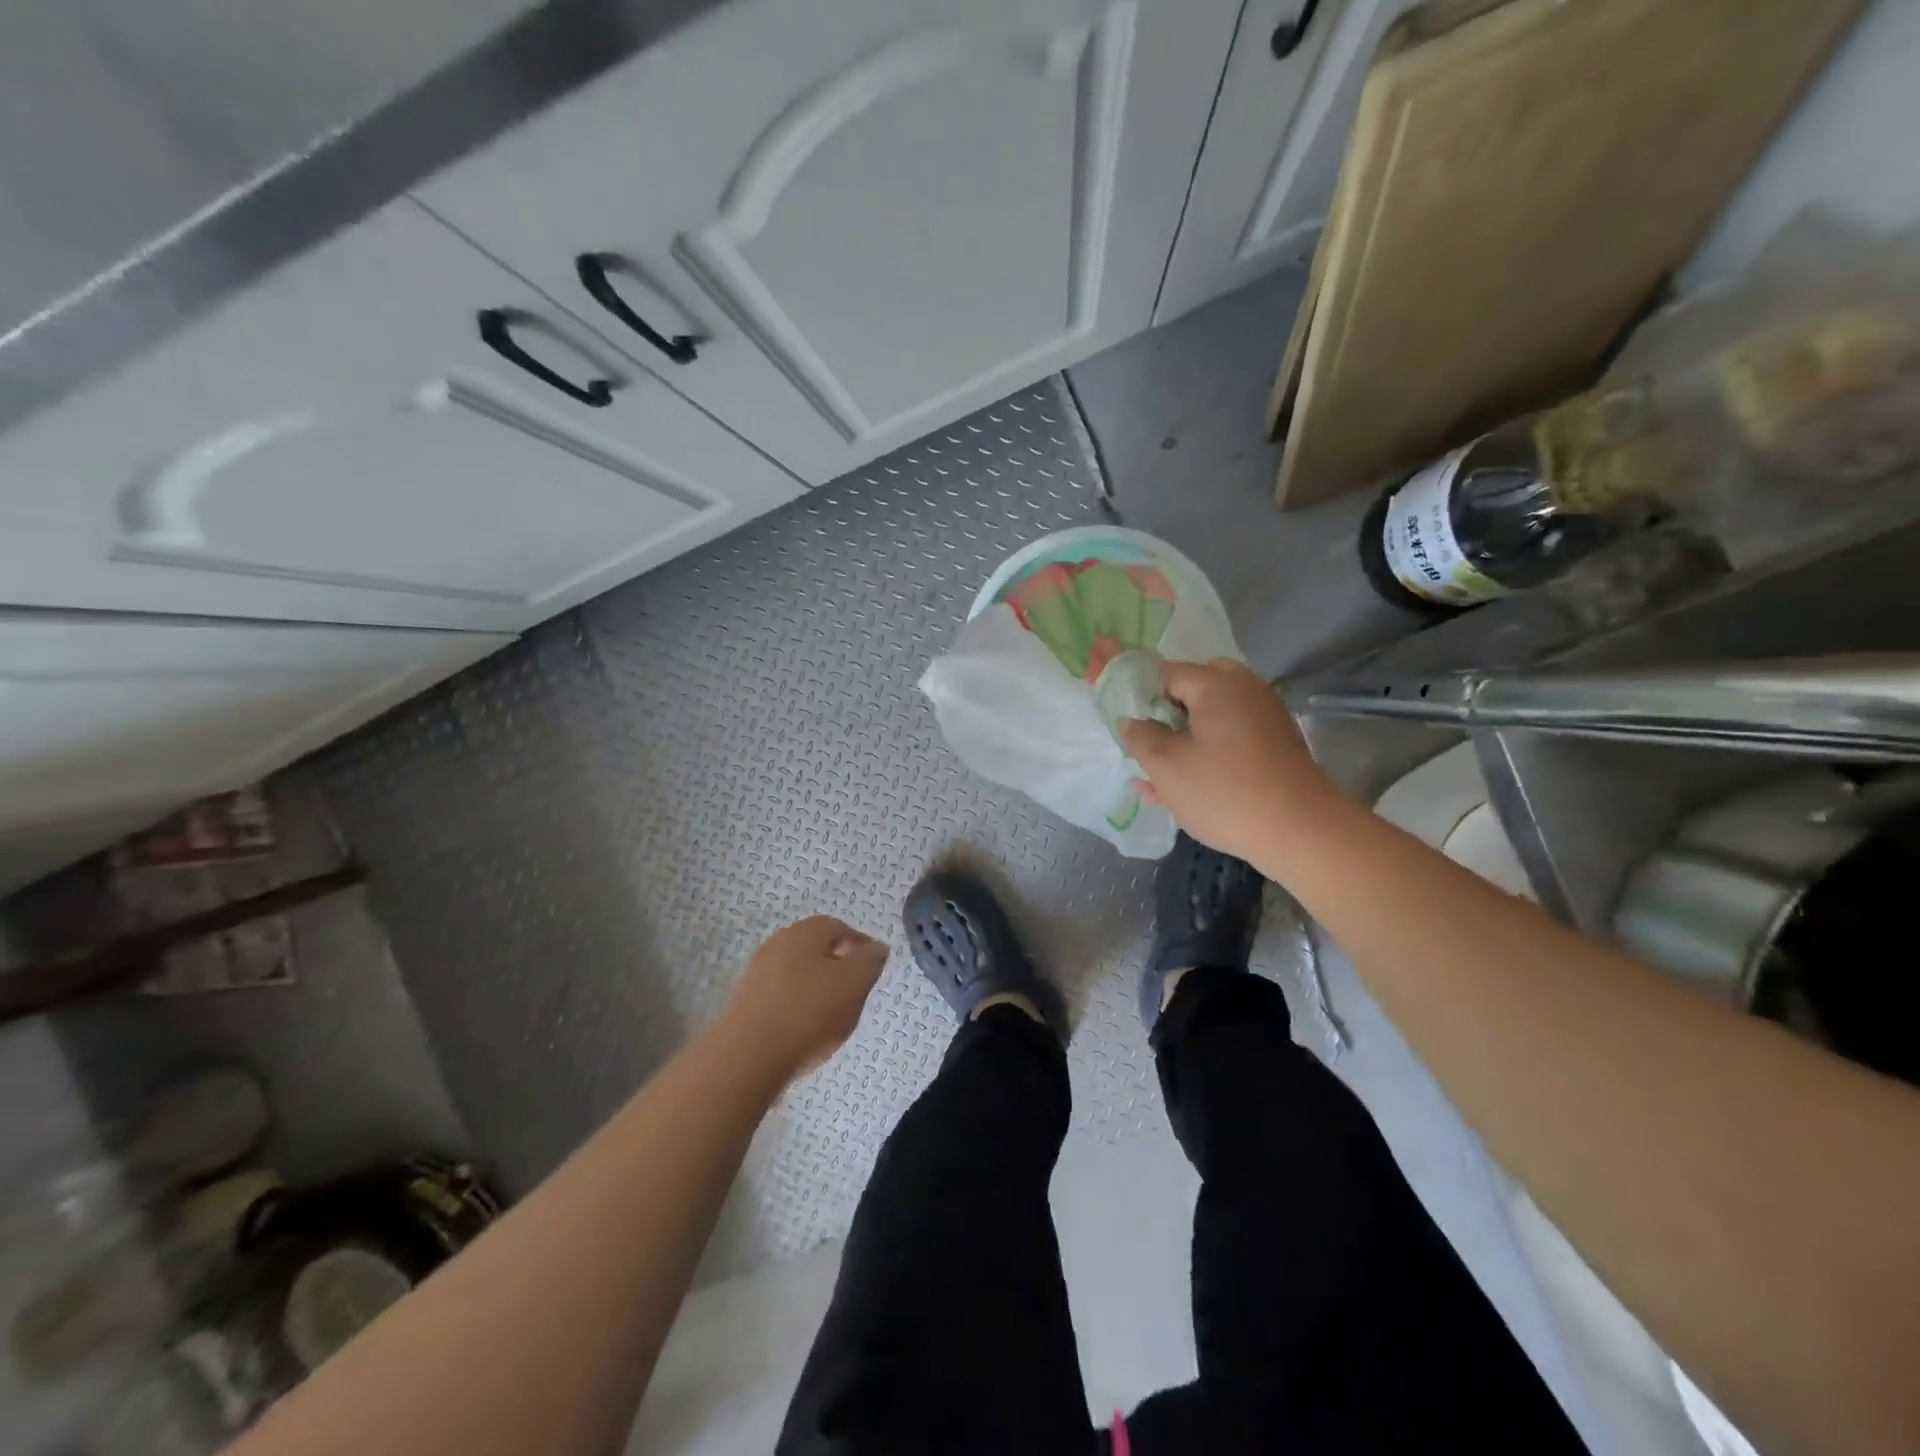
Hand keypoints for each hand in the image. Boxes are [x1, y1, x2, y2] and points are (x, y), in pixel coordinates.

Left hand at [718, 916, 887, 1081]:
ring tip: (831, 1017)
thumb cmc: (809, 1012)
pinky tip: (804, 1030)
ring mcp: (757, 972)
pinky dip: (797, 1007)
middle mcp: (778, 943)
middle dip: (838, 968)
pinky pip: (781, 996)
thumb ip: (870, 961)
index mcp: (806, 931)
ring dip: (816, 989)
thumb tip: (876, 947)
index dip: (860, 946)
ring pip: (798, 973)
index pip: (840, 928)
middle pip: (817, 950)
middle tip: (855, 993)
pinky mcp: (745, 1002)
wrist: (748, 1057)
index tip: (872, 969)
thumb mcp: (855, 983)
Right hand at [1119, 658, 1338, 864]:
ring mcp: (1265, 716)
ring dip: (1185, 735)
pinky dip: (1209, 750)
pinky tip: (1186, 784)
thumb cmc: (1223, 792)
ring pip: (1213, 715)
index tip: (1125, 721)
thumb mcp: (1166, 766)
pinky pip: (1231, 737)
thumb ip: (1140, 737)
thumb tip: (1131, 720)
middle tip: (1148, 741)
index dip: (1139, 693)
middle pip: (1195, 687)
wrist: (1300, 831)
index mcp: (1215, 684)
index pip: (1165, 672)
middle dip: (1167, 711)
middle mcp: (1244, 689)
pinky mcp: (1276, 745)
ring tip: (1161, 770)